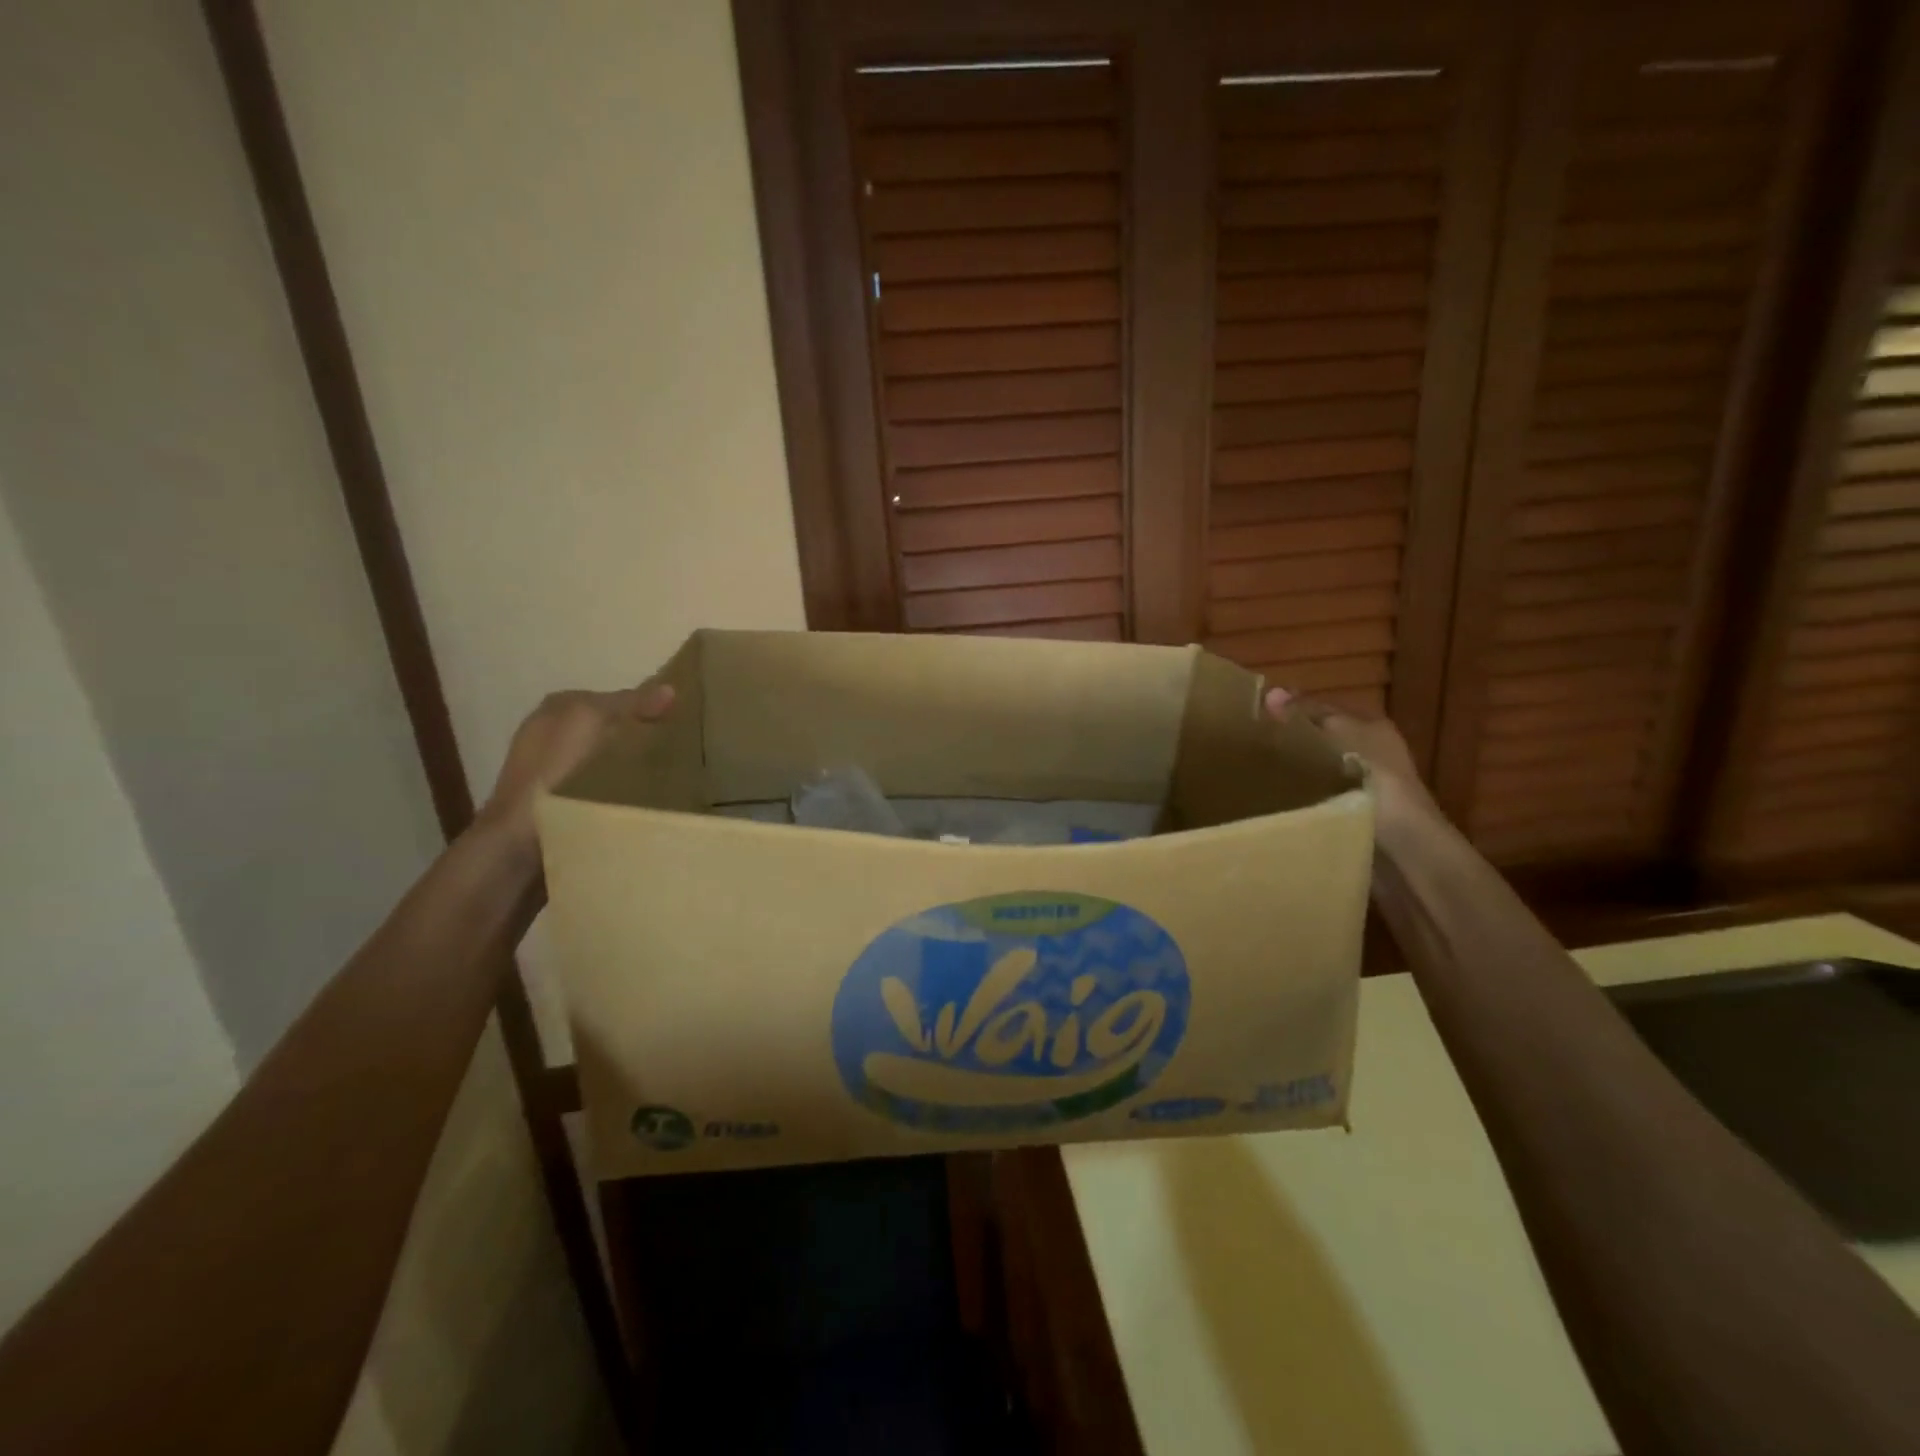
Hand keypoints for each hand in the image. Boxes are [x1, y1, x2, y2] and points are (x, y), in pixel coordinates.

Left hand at [477, 681, 675, 843]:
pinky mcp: (562, 802)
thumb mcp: (593, 720)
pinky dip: (622, 790)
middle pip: (613, 730)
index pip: (615, 699)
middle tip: (678, 753)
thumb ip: (632, 703)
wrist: (519, 838)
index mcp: (559, 707)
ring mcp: (554, 770)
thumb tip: (671, 689)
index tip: (679, 725)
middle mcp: (554, 733)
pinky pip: (604, 787)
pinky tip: (639, 800)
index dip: (646, 708)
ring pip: (610, 759)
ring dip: (634, 767)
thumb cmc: (555, 768)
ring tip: (668, 778)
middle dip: (641, 739)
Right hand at [1263, 687, 1439, 830]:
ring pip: (1316, 769)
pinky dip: (1299, 797)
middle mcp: (1369, 752)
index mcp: (1371, 727)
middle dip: (1289, 742)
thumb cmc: (1376, 780)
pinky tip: (1275, 799)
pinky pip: (1316, 798)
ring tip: (1253, 772)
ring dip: (1292, 772)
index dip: (1292, 710)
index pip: (1324, 709)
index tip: (1255, 716)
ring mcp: (1361, 786)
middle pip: (1320, 740)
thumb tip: (1270, 692)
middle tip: (1248, 746)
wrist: (1404, 847)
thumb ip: (1306, 715)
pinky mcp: (1351, 815)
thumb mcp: (1340, 737)